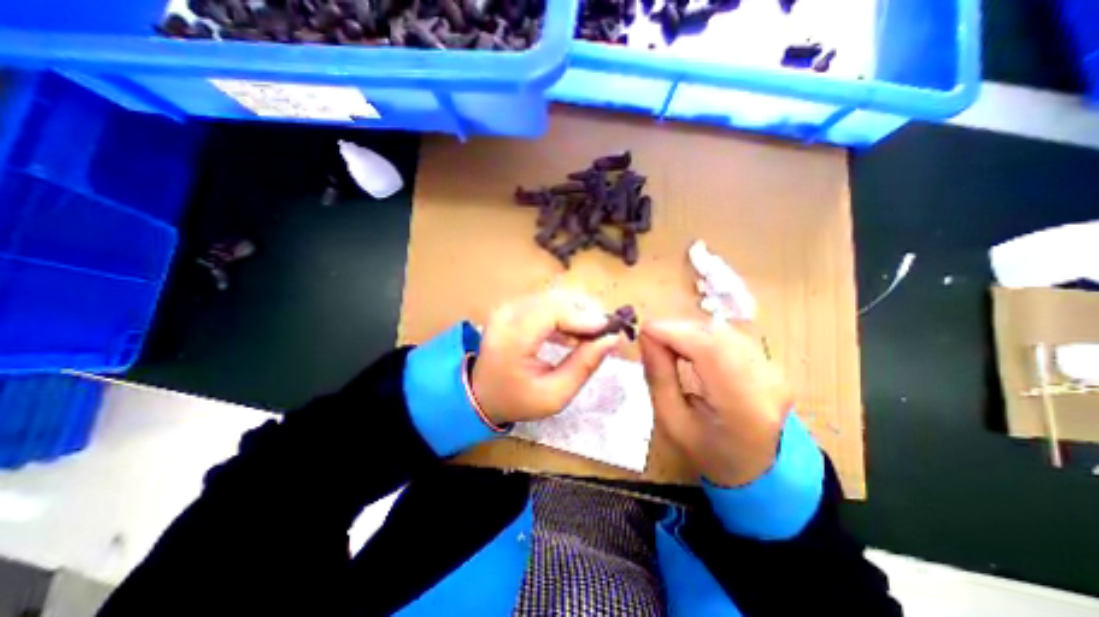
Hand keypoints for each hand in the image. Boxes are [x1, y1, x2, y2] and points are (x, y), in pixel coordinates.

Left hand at [474, 288, 620, 423]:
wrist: (483, 394)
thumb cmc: (518, 399)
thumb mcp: (555, 395)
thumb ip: (584, 365)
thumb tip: (612, 339)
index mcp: (512, 338)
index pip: (552, 311)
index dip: (584, 316)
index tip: (610, 329)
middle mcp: (507, 314)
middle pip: (555, 298)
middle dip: (587, 311)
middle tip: (606, 332)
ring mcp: (509, 307)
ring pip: (554, 296)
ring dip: (579, 311)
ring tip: (592, 336)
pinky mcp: (514, 306)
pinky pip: (547, 302)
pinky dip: (567, 313)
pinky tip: (575, 334)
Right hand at [647, 318, 788, 485]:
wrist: (758, 471)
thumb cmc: (708, 453)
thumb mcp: (673, 422)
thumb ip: (659, 377)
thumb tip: (646, 337)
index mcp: (742, 407)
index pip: (709, 350)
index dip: (674, 332)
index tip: (644, 331)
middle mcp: (766, 383)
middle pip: (716, 336)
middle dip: (678, 329)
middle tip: (651, 337)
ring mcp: (774, 371)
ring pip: (723, 331)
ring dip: (689, 330)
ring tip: (666, 342)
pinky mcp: (772, 364)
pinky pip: (731, 337)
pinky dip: (703, 335)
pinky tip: (688, 345)